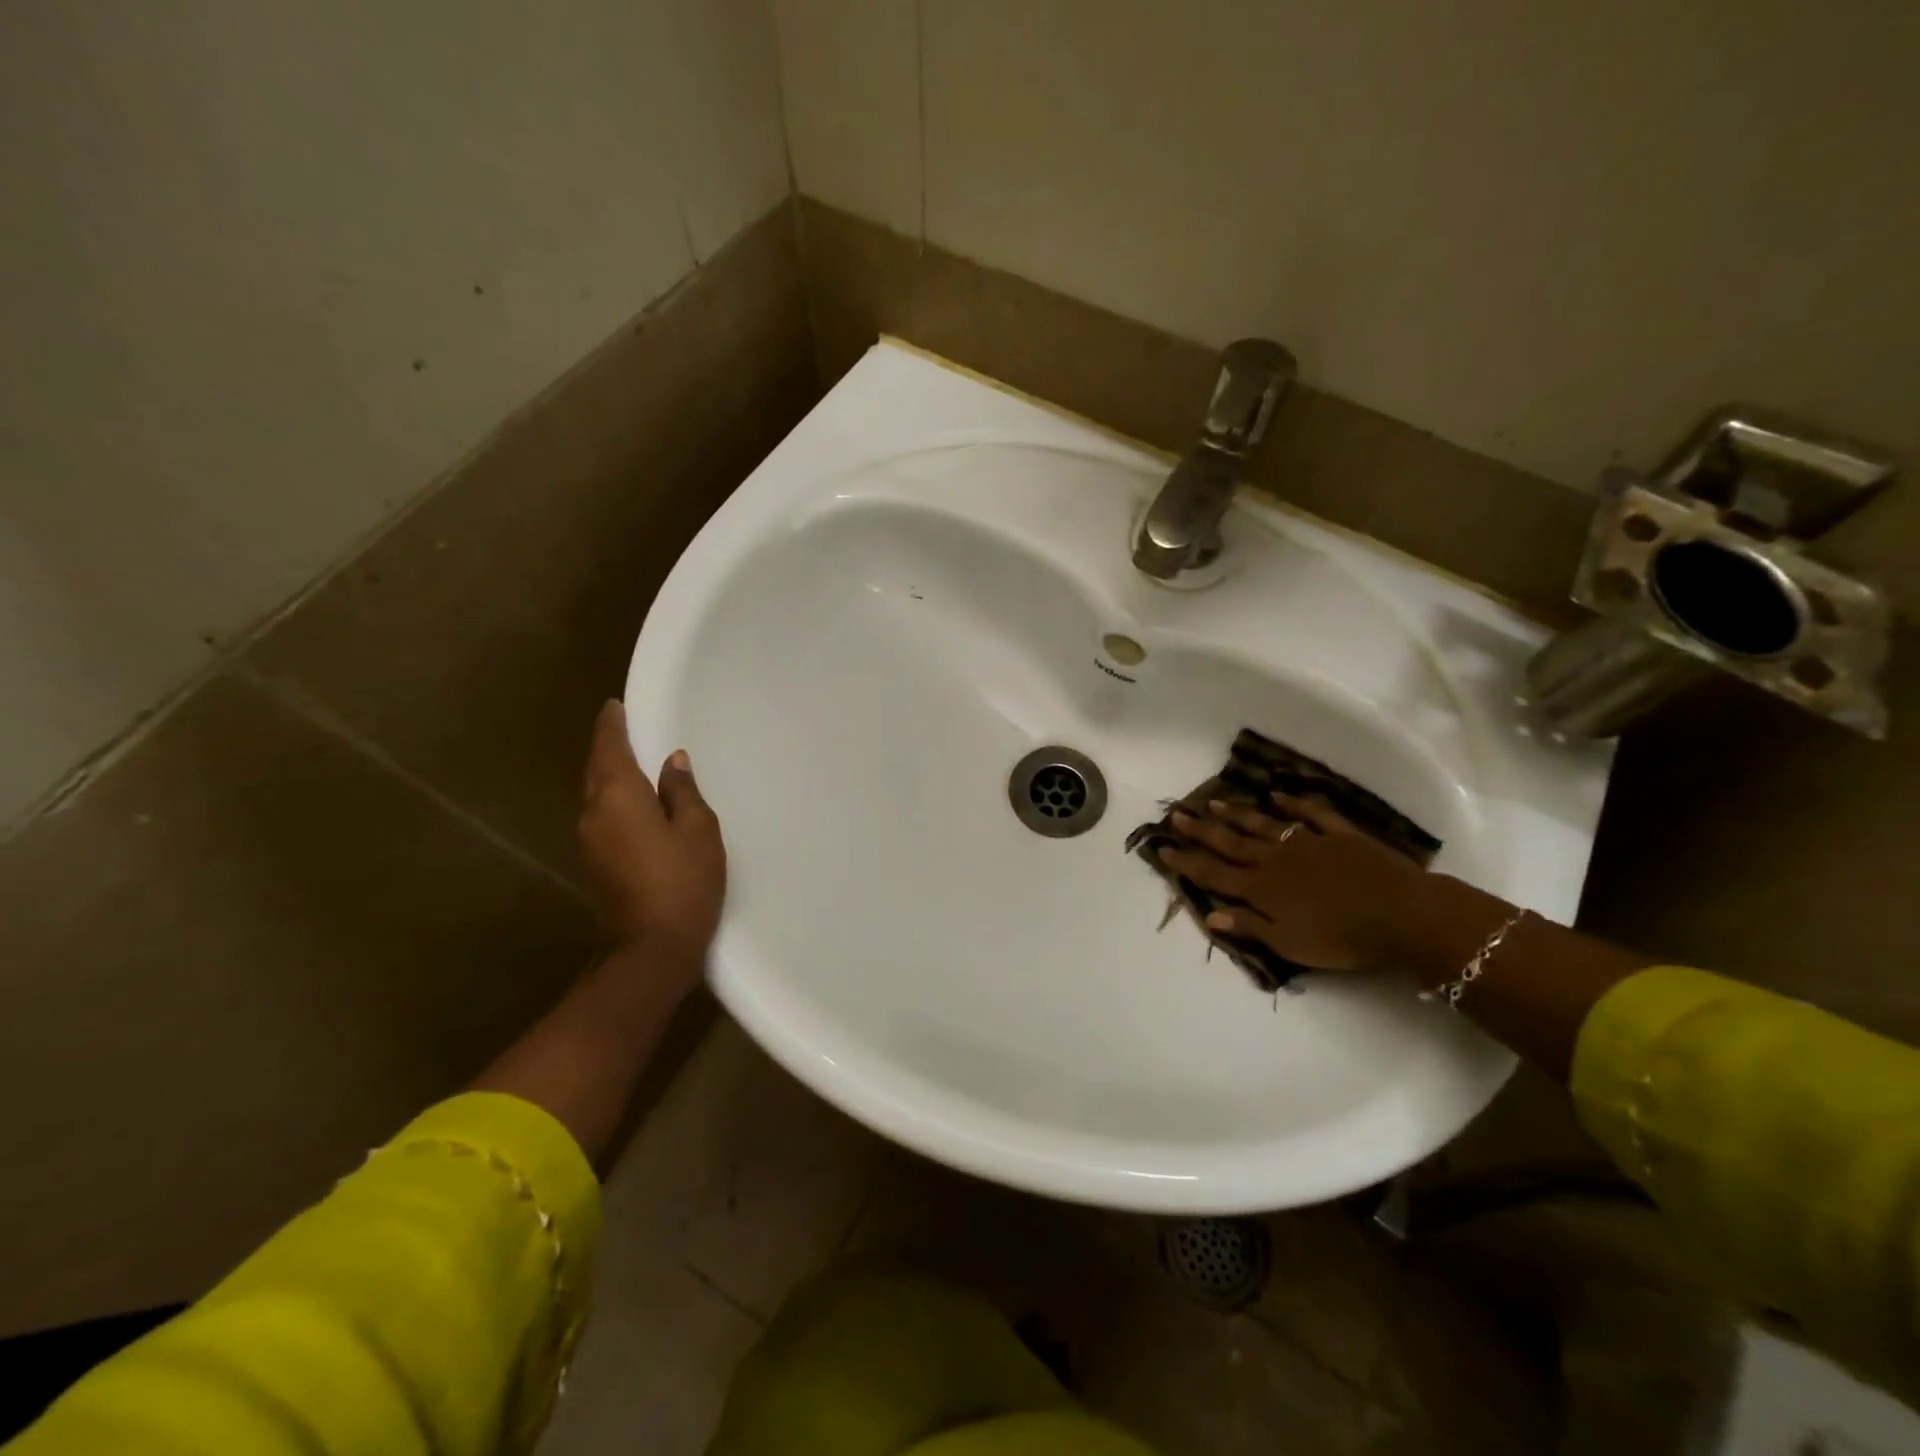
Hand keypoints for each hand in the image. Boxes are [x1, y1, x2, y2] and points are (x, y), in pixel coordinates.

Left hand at [579, 700, 726, 973]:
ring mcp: (589, 842)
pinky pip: (604, 818)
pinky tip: (637, 804)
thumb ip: (683, 791)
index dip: (612, 725)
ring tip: (636, 763)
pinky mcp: (596, 865)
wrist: (651, 950)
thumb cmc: (682, 882)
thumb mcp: (698, 830)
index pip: (609, 748)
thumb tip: (672, 762)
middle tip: (627, 728)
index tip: (614, 705)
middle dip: (609, 748)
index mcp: (618, 797)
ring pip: (598, 796)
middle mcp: (593, 814)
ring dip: (612, 776)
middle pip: (597, 771)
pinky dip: (617, 801)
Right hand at [1159, 794, 1426, 970]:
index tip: (1162, 849)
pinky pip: (1311, 813)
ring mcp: (1308, 842)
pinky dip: (1293, 802)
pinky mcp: (1339, 835)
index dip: (1187, 862)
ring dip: (1237, 813)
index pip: (1214, 874)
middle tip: (1177, 815)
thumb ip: (1250, 926)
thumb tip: (1211, 914)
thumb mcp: (1290, 944)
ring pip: (1263, 824)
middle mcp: (1277, 859)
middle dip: (1201, 830)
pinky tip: (1277, 794)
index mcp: (1262, 889)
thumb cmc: (1343, 939)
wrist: (1403, 915)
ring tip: (1214, 801)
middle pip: (1231, 843)